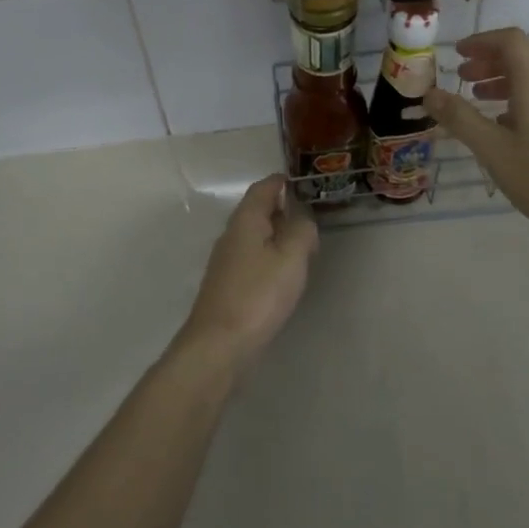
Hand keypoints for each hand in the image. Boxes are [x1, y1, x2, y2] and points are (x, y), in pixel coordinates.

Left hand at [176, 175, 317, 374]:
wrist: (219, 345)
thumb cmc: (258, 295)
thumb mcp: (291, 257)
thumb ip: (302, 231)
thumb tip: (302, 218)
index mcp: (246, 220)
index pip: (263, 188)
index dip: (281, 182)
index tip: (302, 183)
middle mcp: (231, 235)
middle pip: (257, 211)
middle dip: (282, 209)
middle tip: (309, 218)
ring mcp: (226, 261)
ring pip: (254, 236)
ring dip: (277, 235)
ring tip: (302, 247)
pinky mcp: (227, 285)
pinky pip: (251, 258)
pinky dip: (269, 257)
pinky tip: (282, 275)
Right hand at [422, 28, 528, 247]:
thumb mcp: (491, 148)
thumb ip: (459, 117)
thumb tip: (429, 94)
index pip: (509, 40)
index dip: (481, 41)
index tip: (457, 53)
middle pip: (523, 54)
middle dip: (490, 59)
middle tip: (463, 75)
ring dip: (505, 77)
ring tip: (479, 96)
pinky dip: (522, 93)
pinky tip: (505, 123)